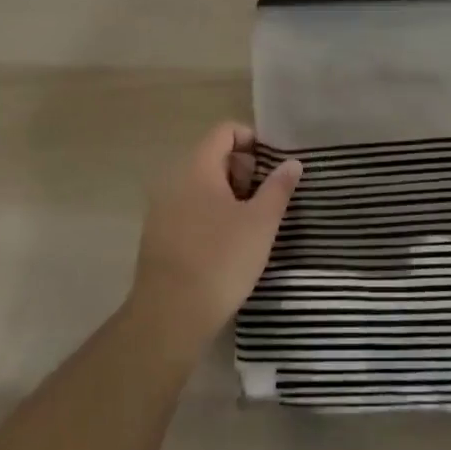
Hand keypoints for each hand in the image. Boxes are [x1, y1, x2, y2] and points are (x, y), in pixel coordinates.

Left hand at [128, 122, 301, 349]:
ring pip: (201, 185)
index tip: (272, 167)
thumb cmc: (221, 260)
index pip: (225, 131)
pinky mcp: (157, 236)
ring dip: (228, 195)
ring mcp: (161, 209)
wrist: (170, 318)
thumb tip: (292, 162)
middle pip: (213, 156)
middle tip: (265, 199)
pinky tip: (226, 244)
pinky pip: (188, 209)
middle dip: (243, 171)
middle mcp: (174, 180)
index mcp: (197, 167)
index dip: (252, 141)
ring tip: (250, 224)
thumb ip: (278, 188)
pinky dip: (210, 214)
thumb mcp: (261, 223)